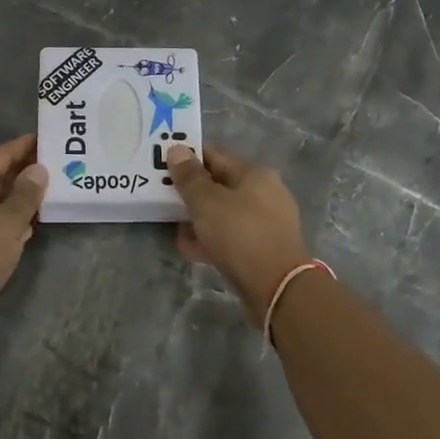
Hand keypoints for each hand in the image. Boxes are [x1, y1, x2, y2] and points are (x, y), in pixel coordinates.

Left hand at [0, 134, 47, 335]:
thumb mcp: (8, 222)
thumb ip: (26, 194)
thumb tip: (38, 169)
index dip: (25, 147)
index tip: (49, 139)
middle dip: (24, 174)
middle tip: (58, 167)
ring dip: (18, 199)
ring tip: (51, 194)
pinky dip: (7, 220)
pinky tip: (29, 226)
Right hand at [166, 143, 311, 326]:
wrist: (277, 289)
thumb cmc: (240, 235)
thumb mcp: (207, 203)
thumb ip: (189, 177)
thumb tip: (177, 149)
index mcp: (255, 174)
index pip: (215, 155)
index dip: (187, 159)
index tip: (162, 167)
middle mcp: (264, 193)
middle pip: (219, 185)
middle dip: (191, 194)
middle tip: (163, 200)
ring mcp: (265, 222)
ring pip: (223, 213)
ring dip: (198, 220)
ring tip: (176, 230)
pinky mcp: (262, 248)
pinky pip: (230, 236)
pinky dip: (211, 240)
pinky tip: (192, 250)